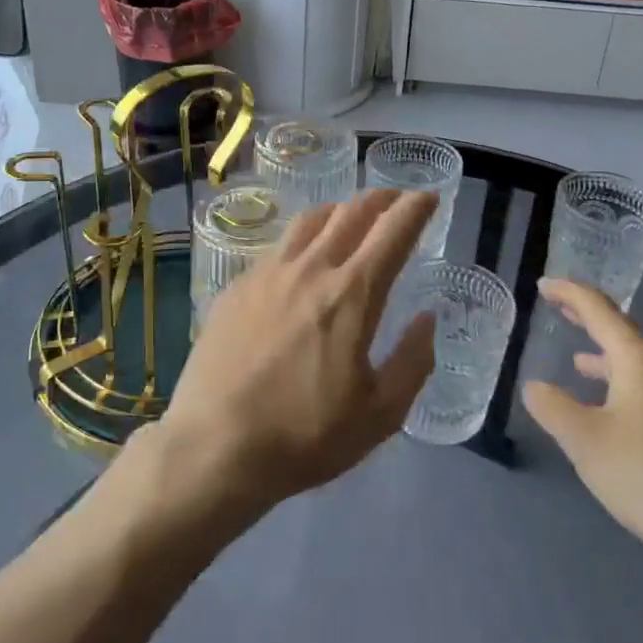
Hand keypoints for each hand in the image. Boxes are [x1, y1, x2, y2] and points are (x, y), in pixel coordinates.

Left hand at [152, 189, 438, 517]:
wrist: (215, 445)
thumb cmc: (305, 435)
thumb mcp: (380, 415)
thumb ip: (412, 362)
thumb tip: (427, 319)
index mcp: (352, 295)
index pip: (392, 232)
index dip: (414, 208)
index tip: (427, 197)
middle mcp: (311, 269)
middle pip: (351, 213)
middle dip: (380, 199)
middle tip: (395, 200)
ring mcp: (268, 273)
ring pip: (310, 221)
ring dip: (339, 210)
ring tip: (350, 216)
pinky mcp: (237, 286)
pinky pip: (278, 245)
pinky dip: (303, 237)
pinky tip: (301, 256)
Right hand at [522, 278, 642, 574]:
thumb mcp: (584, 440)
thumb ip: (552, 407)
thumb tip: (535, 386)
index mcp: (637, 359)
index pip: (598, 309)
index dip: (568, 293)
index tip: (543, 285)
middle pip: (620, 330)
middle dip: (587, 316)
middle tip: (558, 306)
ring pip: (635, 360)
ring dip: (604, 353)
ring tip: (577, 358)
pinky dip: (620, 379)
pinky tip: (610, 405)